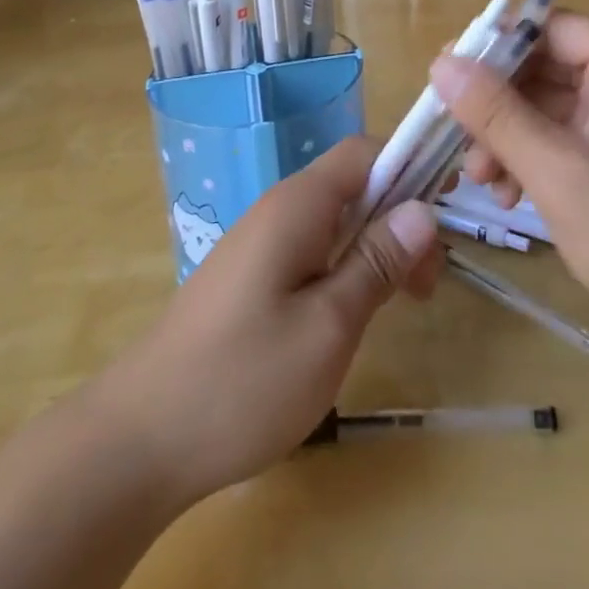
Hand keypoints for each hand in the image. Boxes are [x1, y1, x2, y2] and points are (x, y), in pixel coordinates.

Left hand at [89, 137, 440, 507]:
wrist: (142, 436)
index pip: (363, 151)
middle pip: (353, 185)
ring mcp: (262, 242)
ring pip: (335, 220)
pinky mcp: (252, 275)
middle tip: (428, 285)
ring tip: (403, 301)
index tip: (445, 212)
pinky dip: (346, 267)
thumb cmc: (243, 380)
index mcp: (298, 205)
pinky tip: (355, 311)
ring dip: (375, 247)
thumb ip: (376, 262)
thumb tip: (422, 209)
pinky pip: (313, 248)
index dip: (409, 166)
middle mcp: (279, 209)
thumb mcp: (328, 326)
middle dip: (399, 218)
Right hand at [432, 13, 588, 379]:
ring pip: (550, 105)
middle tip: (457, 142)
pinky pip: (568, 136)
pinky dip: (535, 157)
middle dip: (497, 104)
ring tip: (481, 181)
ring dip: (510, 135)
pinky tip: (510, 195)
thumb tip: (441, 63)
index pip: (547, 28)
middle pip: (545, 67)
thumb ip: (496, 114)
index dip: (494, 47)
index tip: (446, 79)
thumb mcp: (558, 173)